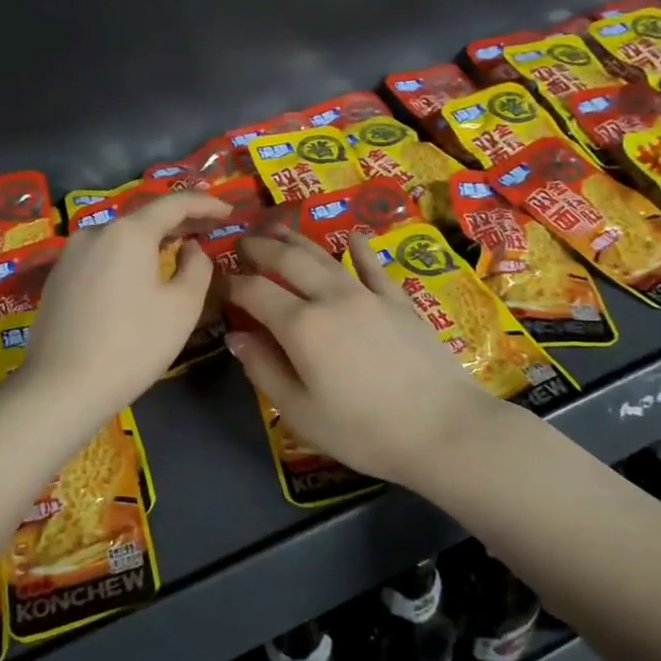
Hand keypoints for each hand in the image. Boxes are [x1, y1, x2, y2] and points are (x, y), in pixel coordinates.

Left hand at [19, 192, 231, 419]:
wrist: (62, 387)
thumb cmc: (132, 346)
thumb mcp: (182, 308)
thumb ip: (197, 267)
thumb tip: (191, 248)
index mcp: (128, 232)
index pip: (173, 203)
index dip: (204, 204)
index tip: (228, 210)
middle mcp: (95, 231)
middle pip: (143, 216)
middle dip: (179, 220)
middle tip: (208, 226)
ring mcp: (70, 254)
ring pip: (120, 236)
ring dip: (151, 239)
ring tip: (176, 247)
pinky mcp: (58, 277)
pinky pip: (101, 255)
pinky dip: (127, 256)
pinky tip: (139, 273)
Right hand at [225, 228, 511, 488]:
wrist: (443, 428)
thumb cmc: (363, 430)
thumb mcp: (301, 412)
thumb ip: (264, 369)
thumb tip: (236, 336)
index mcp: (300, 325)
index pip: (254, 292)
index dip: (231, 285)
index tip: (217, 284)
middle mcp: (330, 297)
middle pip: (287, 260)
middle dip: (260, 248)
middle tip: (242, 243)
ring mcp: (368, 295)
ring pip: (325, 256)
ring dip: (297, 240)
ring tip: (278, 230)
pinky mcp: (399, 301)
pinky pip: (373, 267)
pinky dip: (360, 250)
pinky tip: (353, 236)